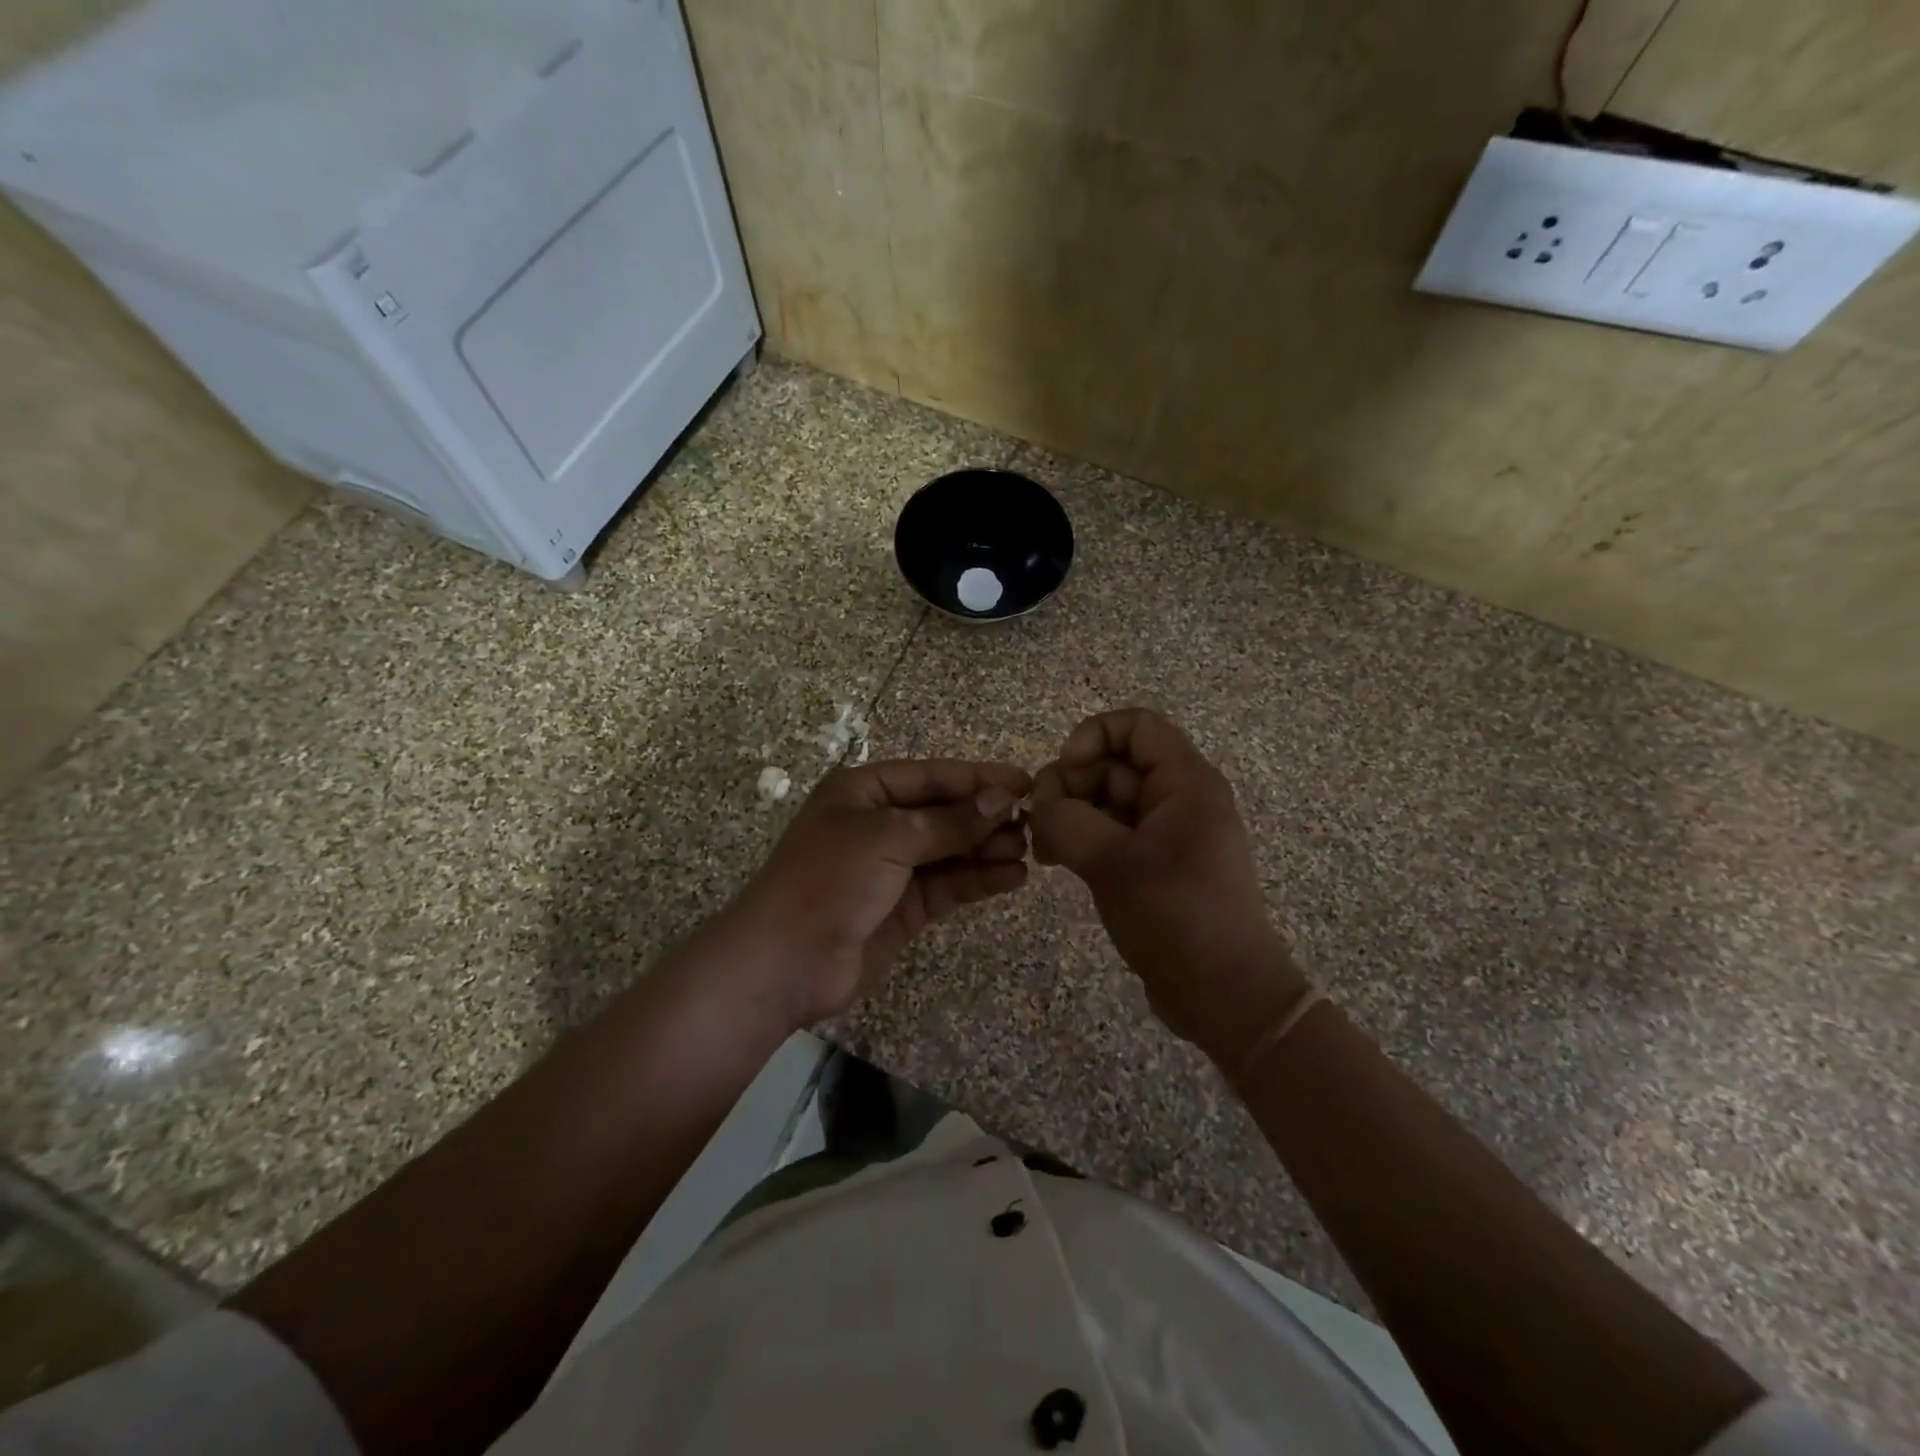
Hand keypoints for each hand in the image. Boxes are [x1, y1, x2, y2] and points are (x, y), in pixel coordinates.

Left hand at [732, 759, 1032, 1023]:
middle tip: (1033, 822)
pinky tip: (1012, 877)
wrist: (784, 963)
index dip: (978, 778)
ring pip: (950, 850)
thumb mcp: (888, 838)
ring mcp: (891, 868)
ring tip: (1028, 850)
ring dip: (987, 848)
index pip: (931, 776)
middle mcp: (879, 824)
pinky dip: (979, 880)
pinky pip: (948, 885)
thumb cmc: (829, 880)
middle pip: (943, 812)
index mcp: (863, 792)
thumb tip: (1001, 798)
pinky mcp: (903, 908)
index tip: (1026, 783)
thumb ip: (949, 821)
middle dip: (986, 816)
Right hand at [1029, 709, 1305, 1064]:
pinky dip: (1080, 839)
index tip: (1066, 772)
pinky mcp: (1152, 863)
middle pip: (1113, 763)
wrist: (1223, 994)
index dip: (1093, 736)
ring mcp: (1164, 832)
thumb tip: (1040, 808)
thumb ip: (1066, 821)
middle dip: (1070, 784)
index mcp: (1185, 782)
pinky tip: (1056, 863)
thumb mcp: (1114, 863)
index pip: (1136, 725)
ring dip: (1068, 814)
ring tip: (1045, 851)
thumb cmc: (1177, 917)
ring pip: (1105, 799)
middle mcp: (1177, 798)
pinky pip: (1109, 832)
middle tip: (1040, 824)